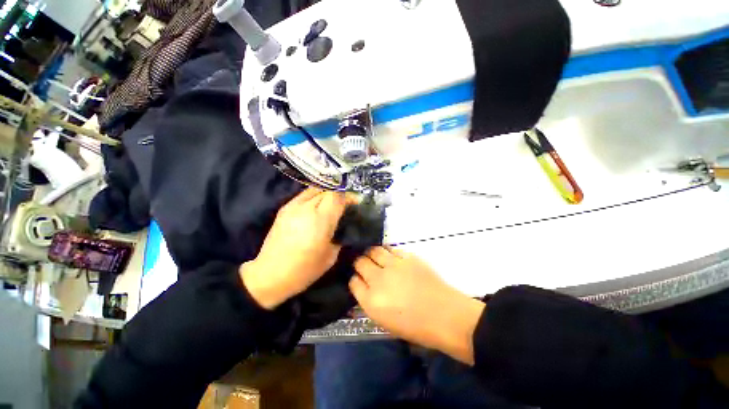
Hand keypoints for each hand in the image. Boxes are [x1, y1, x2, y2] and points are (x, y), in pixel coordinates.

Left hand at [241, 188, 354, 309]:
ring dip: (326, 194)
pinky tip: (316, 207)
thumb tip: (343, 224)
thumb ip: (339, 235)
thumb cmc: (304, 270)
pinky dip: (314, 197)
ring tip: (331, 205)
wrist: (270, 275)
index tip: (354, 203)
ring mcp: (293, 206)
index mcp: (320, 221)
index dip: (348, 197)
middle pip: (327, 191)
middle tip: (344, 205)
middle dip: (339, 195)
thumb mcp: (331, 256)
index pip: (337, 197)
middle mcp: (306, 208)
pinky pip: (304, 195)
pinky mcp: (284, 208)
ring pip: (315, 189)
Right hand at [350, 247, 484, 364]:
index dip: (355, 279)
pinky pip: (391, 249)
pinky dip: (388, 252)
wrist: (446, 316)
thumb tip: (365, 286)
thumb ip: (371, 302)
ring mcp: (393, 265)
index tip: (359, 278)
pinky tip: (391, 257)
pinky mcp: (407, 257)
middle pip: (360, 262)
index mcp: (371, 301)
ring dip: (371, 253)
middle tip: (364, 264)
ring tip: (375, 256)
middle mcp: (378, 279)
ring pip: (374, 250)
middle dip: (360, 263)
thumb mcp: (385, 322)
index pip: (353, 282)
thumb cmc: (416, 327)